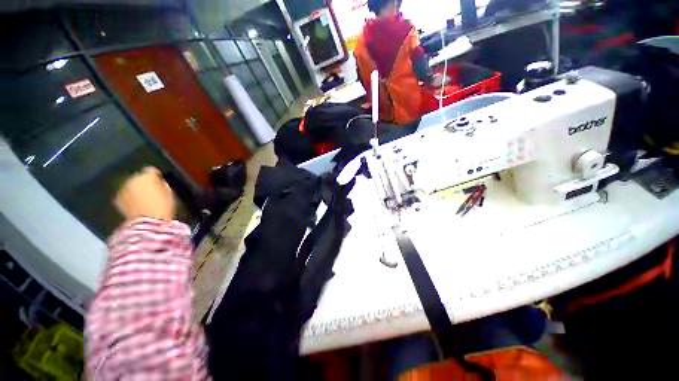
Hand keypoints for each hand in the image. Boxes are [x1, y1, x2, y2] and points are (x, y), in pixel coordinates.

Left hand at [114, 167, 175, 221]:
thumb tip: (158, 181)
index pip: (151, 170)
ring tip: (144, 199)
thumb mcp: (169, 192)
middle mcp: (131, 179)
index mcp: (146, 176)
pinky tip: (137, 204)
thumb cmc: (163, 207)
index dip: (156, 176)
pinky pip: (126, 194)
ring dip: (136, 190)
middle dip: (144, 183)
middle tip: (152, 191)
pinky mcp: (117, 199)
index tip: (160, 181)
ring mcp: (122, 189)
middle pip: (138, 177)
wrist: (148, 223)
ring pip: (131, 186)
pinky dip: (130, 197)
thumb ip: (161, 184)